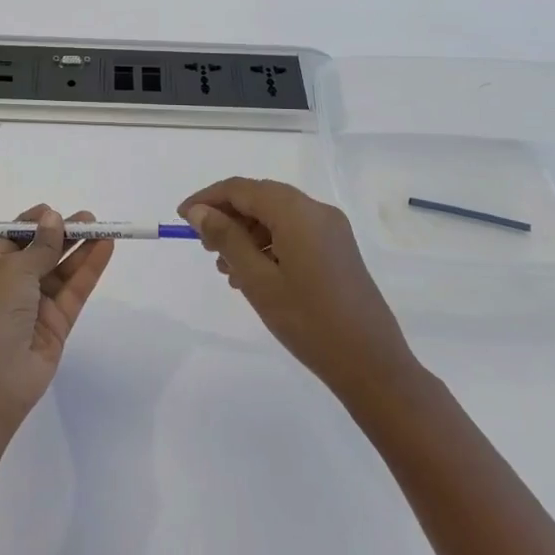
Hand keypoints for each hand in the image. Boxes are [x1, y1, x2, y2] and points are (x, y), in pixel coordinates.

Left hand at [0, 206, 114, 438]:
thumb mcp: (13, 272)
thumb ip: (40, 246)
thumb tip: (52, 218)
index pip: (13, 239)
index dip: (33, 224)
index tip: (54, 211)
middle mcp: (11, 286)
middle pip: (41, 252)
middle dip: (63, 234)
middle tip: (90, 218)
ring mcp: (35, 306)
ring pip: (62, 270)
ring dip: (80, 249)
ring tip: (103, 228)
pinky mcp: (56, 325)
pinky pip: (75, 291)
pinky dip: (89, 269)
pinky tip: (105, 249)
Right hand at [180, 178, 416, 402]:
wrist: (372, 365)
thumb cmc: (308, 322)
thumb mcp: (257, 280)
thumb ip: (226, 238)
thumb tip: (199, 211)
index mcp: (297, 212)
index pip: (241, 189)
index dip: (208, 198)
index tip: (182, 219)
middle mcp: (316, 211)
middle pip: (260, 198)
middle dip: (227, 216)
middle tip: (202, 246)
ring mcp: (331, 230)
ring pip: (277, 216)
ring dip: (246, 232)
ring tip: (225, 267)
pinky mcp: (338, 249)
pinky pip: (294, 232)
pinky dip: (268, 244)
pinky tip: (253, 274)